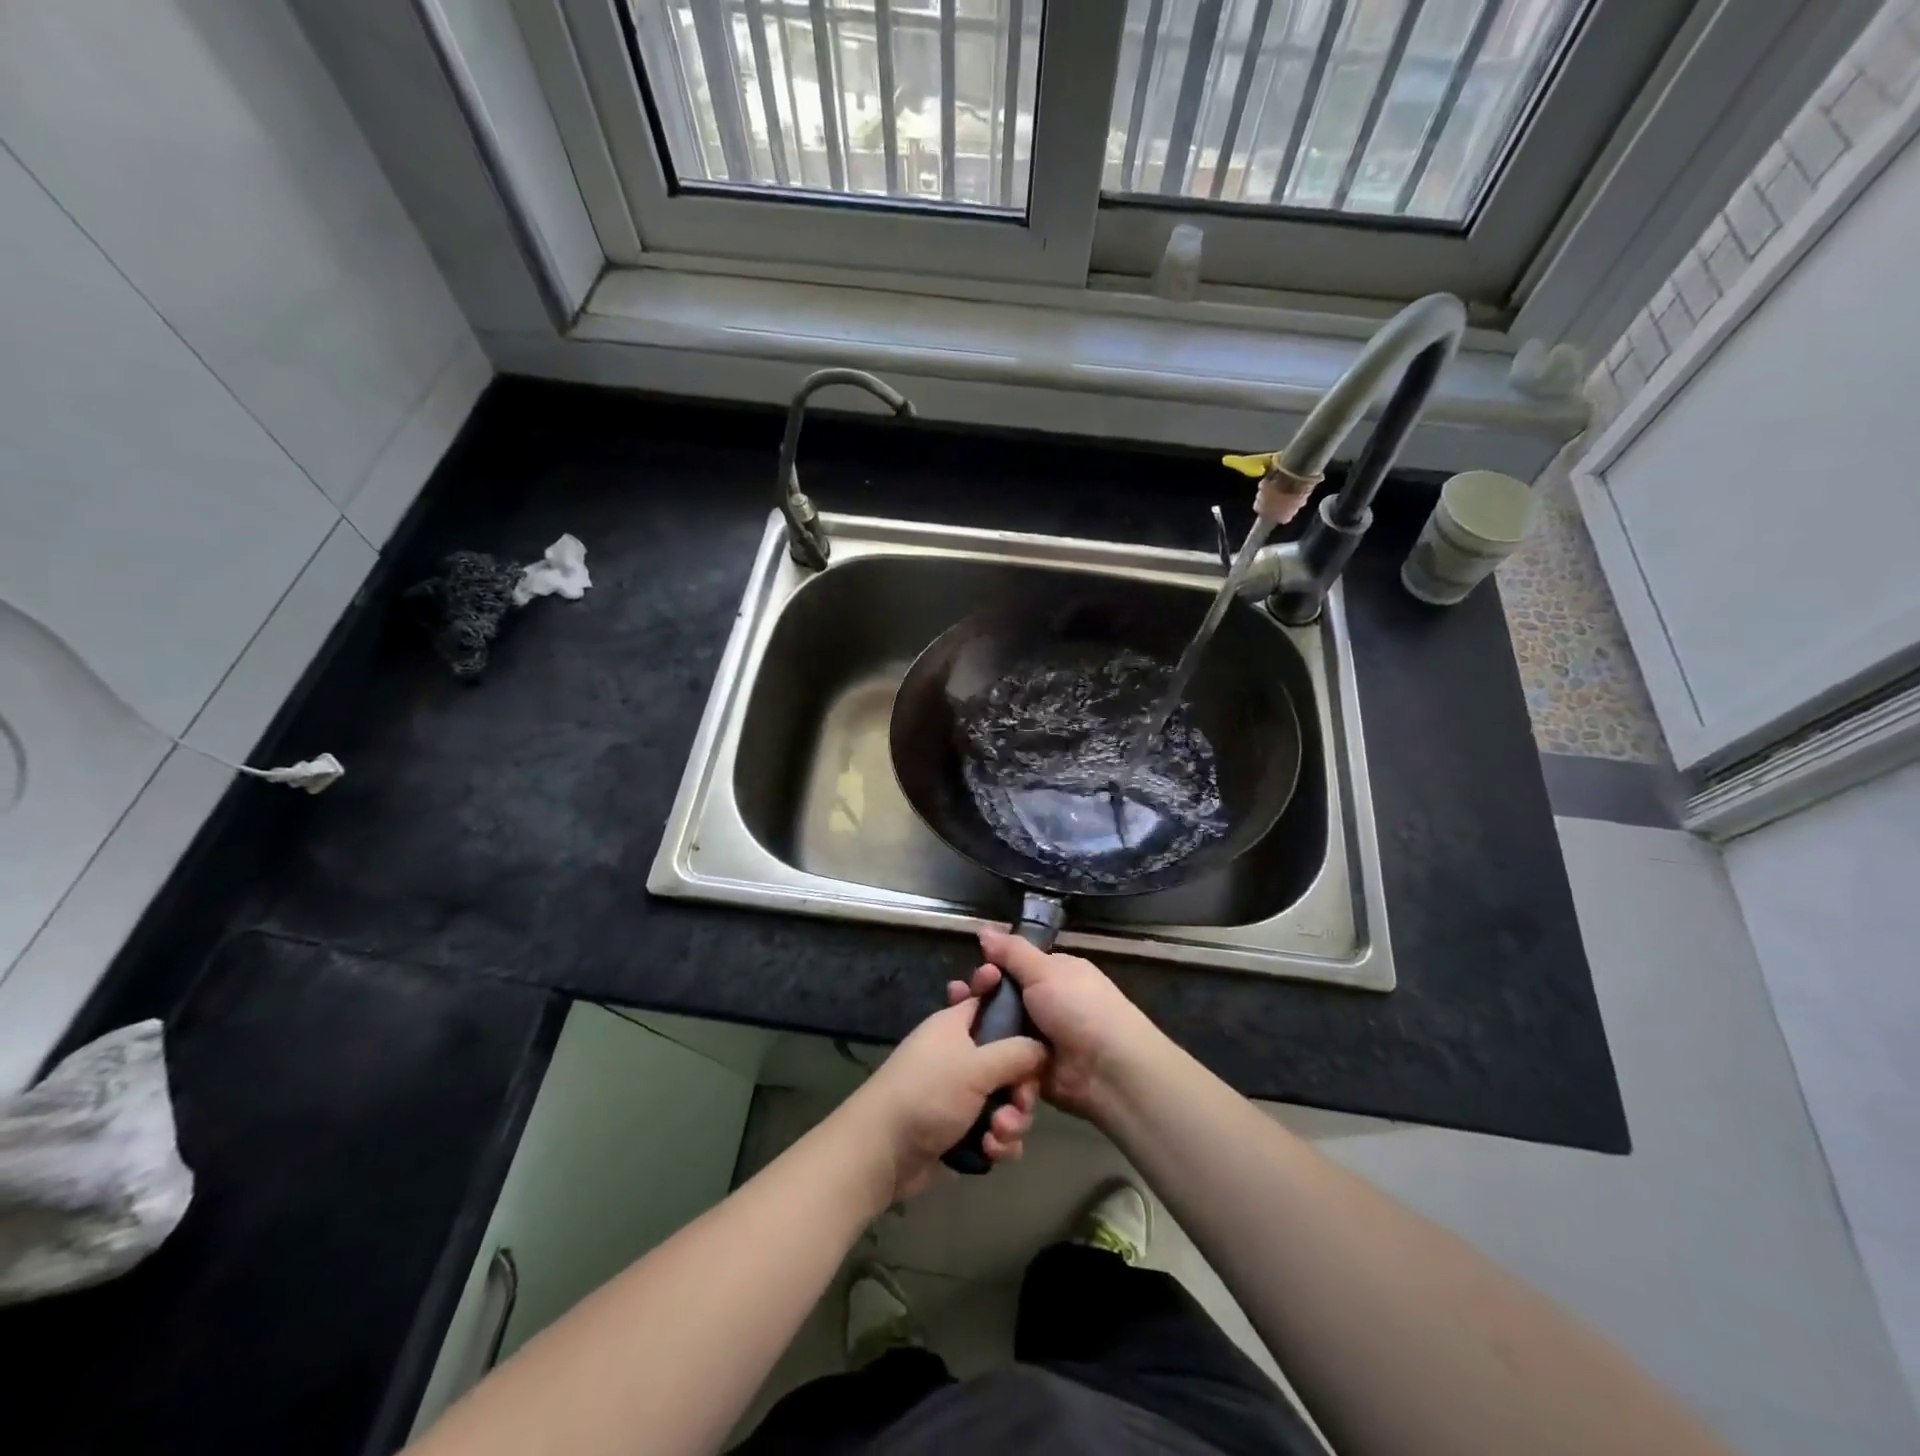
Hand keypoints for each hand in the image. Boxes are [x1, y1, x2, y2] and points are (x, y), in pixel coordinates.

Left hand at [843, 996, 1045, 1202]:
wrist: (883, 1153)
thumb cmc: (927, 1092)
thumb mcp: (976, 1065)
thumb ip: (1017, 1052)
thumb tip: (1044, 1048)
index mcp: (957, 1025)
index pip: (990, 1000)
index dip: (1014, 1005)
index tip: (1037, 1016)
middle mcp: (961, 1054)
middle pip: (1010, 1059)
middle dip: (1021, 1087)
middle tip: (1018, 1102)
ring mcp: (962, 1094)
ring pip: (1007, 1099)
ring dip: (1011, 1121)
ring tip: (997, 1134)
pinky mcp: (963, 1129)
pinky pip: (996, 1130)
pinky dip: (998, 1142)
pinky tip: (989, 1152)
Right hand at [957, 928, 1163, 1123]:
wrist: (1108, 1070)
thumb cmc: (1079, 1008)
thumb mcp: (1045, 971)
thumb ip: (1012, 952)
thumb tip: (984, 929)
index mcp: (1054, 975)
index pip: (1012, 968)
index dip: (990, 971)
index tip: (972, 978)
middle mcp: (1046, 1005)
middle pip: (1001, 1001)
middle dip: (977, 1002)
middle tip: (956, 1002)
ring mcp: (1038, 1040)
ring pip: (999, 1033)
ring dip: (978, 1033)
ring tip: (955, 1033)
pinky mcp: (1032, 1072)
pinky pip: (1004, 1063)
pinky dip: (990, 1062)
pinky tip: (966, 1059)